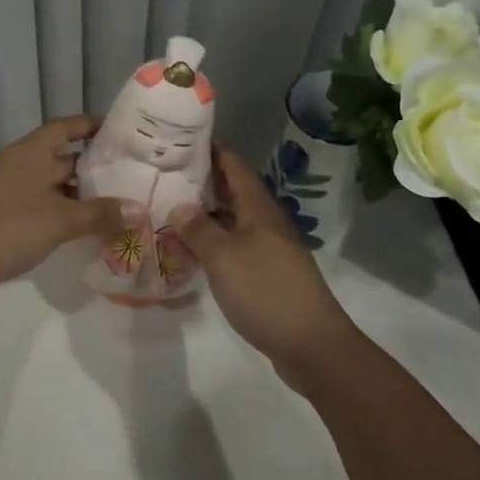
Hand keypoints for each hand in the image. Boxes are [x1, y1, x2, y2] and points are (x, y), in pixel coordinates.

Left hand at [0, 117, 125, 292]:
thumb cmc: (6, 228)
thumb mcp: (58, 221)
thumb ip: (99, 214)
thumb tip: (140, 210)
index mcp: (30, 152)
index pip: (64, 127)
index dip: (90, 126)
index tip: (117, 131)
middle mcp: (15, 162)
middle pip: (58, 157)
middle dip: (90, 167)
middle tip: (125, 176)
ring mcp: (1, 186)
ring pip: (45, 181)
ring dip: (73, 191)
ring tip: (107, 204)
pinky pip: (32, 199)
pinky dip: (54, 207)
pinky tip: (72, 226)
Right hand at [172, 145, 355, 377]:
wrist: (311, 344)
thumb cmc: (265, 291)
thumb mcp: (223, 257)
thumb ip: (199, 228)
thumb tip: (180, 205)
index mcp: (258, 208)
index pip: (234, 164)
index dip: (212, 146)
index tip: (184, 134)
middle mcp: (265, 221)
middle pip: (234, 188)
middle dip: (204, 176)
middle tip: (167, 169)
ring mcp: (269, 247)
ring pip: (233, 217)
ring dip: (207, 208)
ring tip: (171, 202)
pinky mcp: (267, 272)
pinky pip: (235, 242)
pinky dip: (214, 237)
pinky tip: (192, 246)